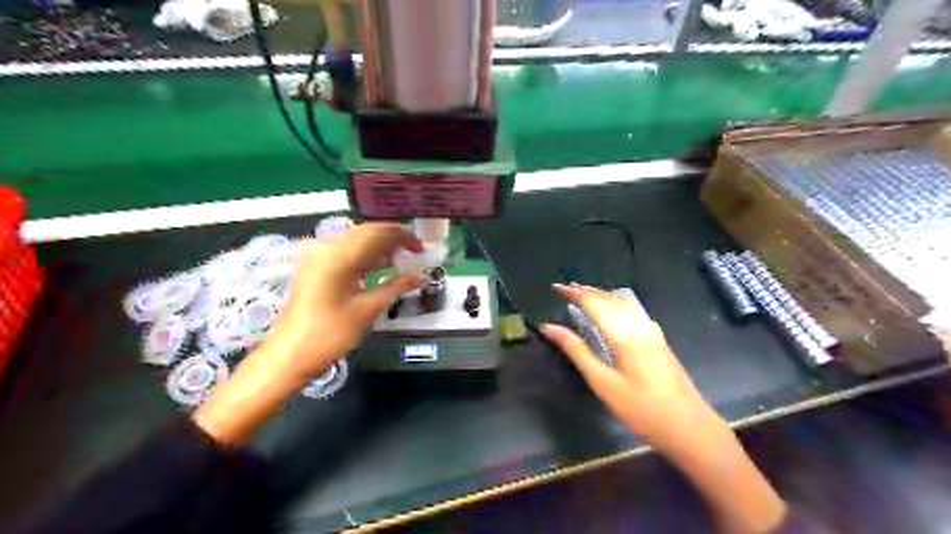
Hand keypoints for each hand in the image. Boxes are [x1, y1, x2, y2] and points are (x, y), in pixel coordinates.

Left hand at [193, 223, 424, 444]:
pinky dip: (365, 255)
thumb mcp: (366, 310)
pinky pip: (345, 252)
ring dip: (379, 246)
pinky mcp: (315, 268)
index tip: (421, 247)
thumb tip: (421, 276)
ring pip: (355, 241)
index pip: (376, 233)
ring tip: (402, 258)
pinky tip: (379, 267)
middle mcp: (327, 248)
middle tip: (414, 251)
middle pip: (365, 232)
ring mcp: (318, 257)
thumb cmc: (329, 334)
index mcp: (339, 256)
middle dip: (392, 238)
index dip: (402, 236)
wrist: (288, 355)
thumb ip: (395, 287)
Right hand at [541, 284, 788, 533]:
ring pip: (625, 303)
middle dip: (587, 291)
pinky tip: (615, 313)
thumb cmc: (641, 409)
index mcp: (624, 334)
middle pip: (611, 298)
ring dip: (603, 295)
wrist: (690, 428)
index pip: (595, 303)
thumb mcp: (603, 383)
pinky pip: (635, 312)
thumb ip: (577, 351)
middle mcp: (639, 326)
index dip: (574, 293)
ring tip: (585, 297)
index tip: (555, 288)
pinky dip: (617, 304)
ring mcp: (653, 333)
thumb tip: (550, 327)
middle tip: (566, 290)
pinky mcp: (660, 342)